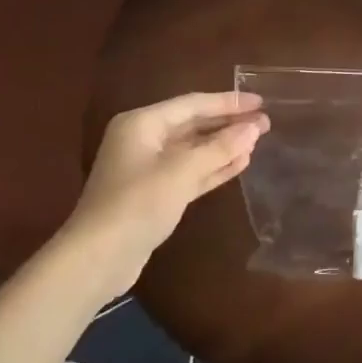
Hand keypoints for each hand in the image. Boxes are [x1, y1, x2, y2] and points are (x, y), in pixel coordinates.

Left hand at [62, 92, 268, 292]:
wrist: (96, 261)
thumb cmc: (137, 204)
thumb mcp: (182, 172)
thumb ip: (220, 147)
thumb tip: (254, 127)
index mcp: (143, 123)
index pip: (193, 104)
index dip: (228, 102)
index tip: (260, 101)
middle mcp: (144, 140)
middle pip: (194, 125)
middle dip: (229, 124)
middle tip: (265, 121)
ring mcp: (148, 168)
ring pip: (194, 149)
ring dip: (224, 146)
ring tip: (257, 140)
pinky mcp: (155, 194)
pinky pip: (190, 172)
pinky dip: (214, 167)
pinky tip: (240, 163)